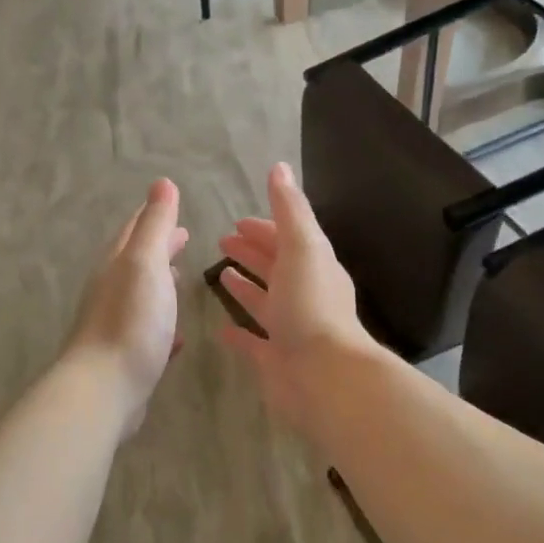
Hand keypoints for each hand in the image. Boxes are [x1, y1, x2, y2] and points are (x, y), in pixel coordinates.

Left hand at [63, 178, 188, 431]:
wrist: (104, 388)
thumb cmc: (130, 320)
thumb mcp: (146, 263)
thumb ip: (154, 224)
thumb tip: (162, 182)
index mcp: (116, 264)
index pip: (134, 229)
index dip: (152, 215)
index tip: (171, 203)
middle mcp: (111, 289)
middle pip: (136, 260)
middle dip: (158, 246)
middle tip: (183, 237)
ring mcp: (116, 324)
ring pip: (141, 294)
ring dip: (160, 282)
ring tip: (181, 278)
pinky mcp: (126, 356)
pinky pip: (147, 331)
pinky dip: (162, 324)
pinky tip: (177, 335)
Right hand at [216, 163, 377, 428]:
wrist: (323, 374)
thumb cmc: (311, 305)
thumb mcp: (302, 246)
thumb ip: (289, 209)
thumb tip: (279, 167)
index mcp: (313, 266)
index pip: (286, 240)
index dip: (263, 229)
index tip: (236, 222)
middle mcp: (303, 295)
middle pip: (274, 267)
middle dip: (251, 252)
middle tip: (222, 241)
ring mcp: (290, 329)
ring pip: (264, 301)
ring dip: (245, 287)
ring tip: (220, 275)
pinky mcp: (275, 360)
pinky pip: (253, 342)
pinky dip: (239, 333)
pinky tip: (220, 328)